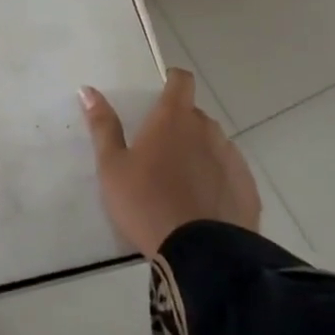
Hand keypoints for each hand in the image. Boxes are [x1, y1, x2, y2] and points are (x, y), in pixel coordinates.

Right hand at [81, 69, 261, 257]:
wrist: (200, 254)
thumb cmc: (146, 202)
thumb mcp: (112, 166)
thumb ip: (103, 126)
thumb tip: (87, 90)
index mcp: (173, 119)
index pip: (181, 81)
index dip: (172, 81)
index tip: (160, 92)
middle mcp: (207, 130)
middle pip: (194, 115)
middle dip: (179, 124)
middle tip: (157, 150)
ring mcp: (232, 159)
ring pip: (213, 143)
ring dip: (198, 151)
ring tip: (179, 181)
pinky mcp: (247, 188)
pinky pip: (229, 173)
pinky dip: (216, 179)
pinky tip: (201, 203)